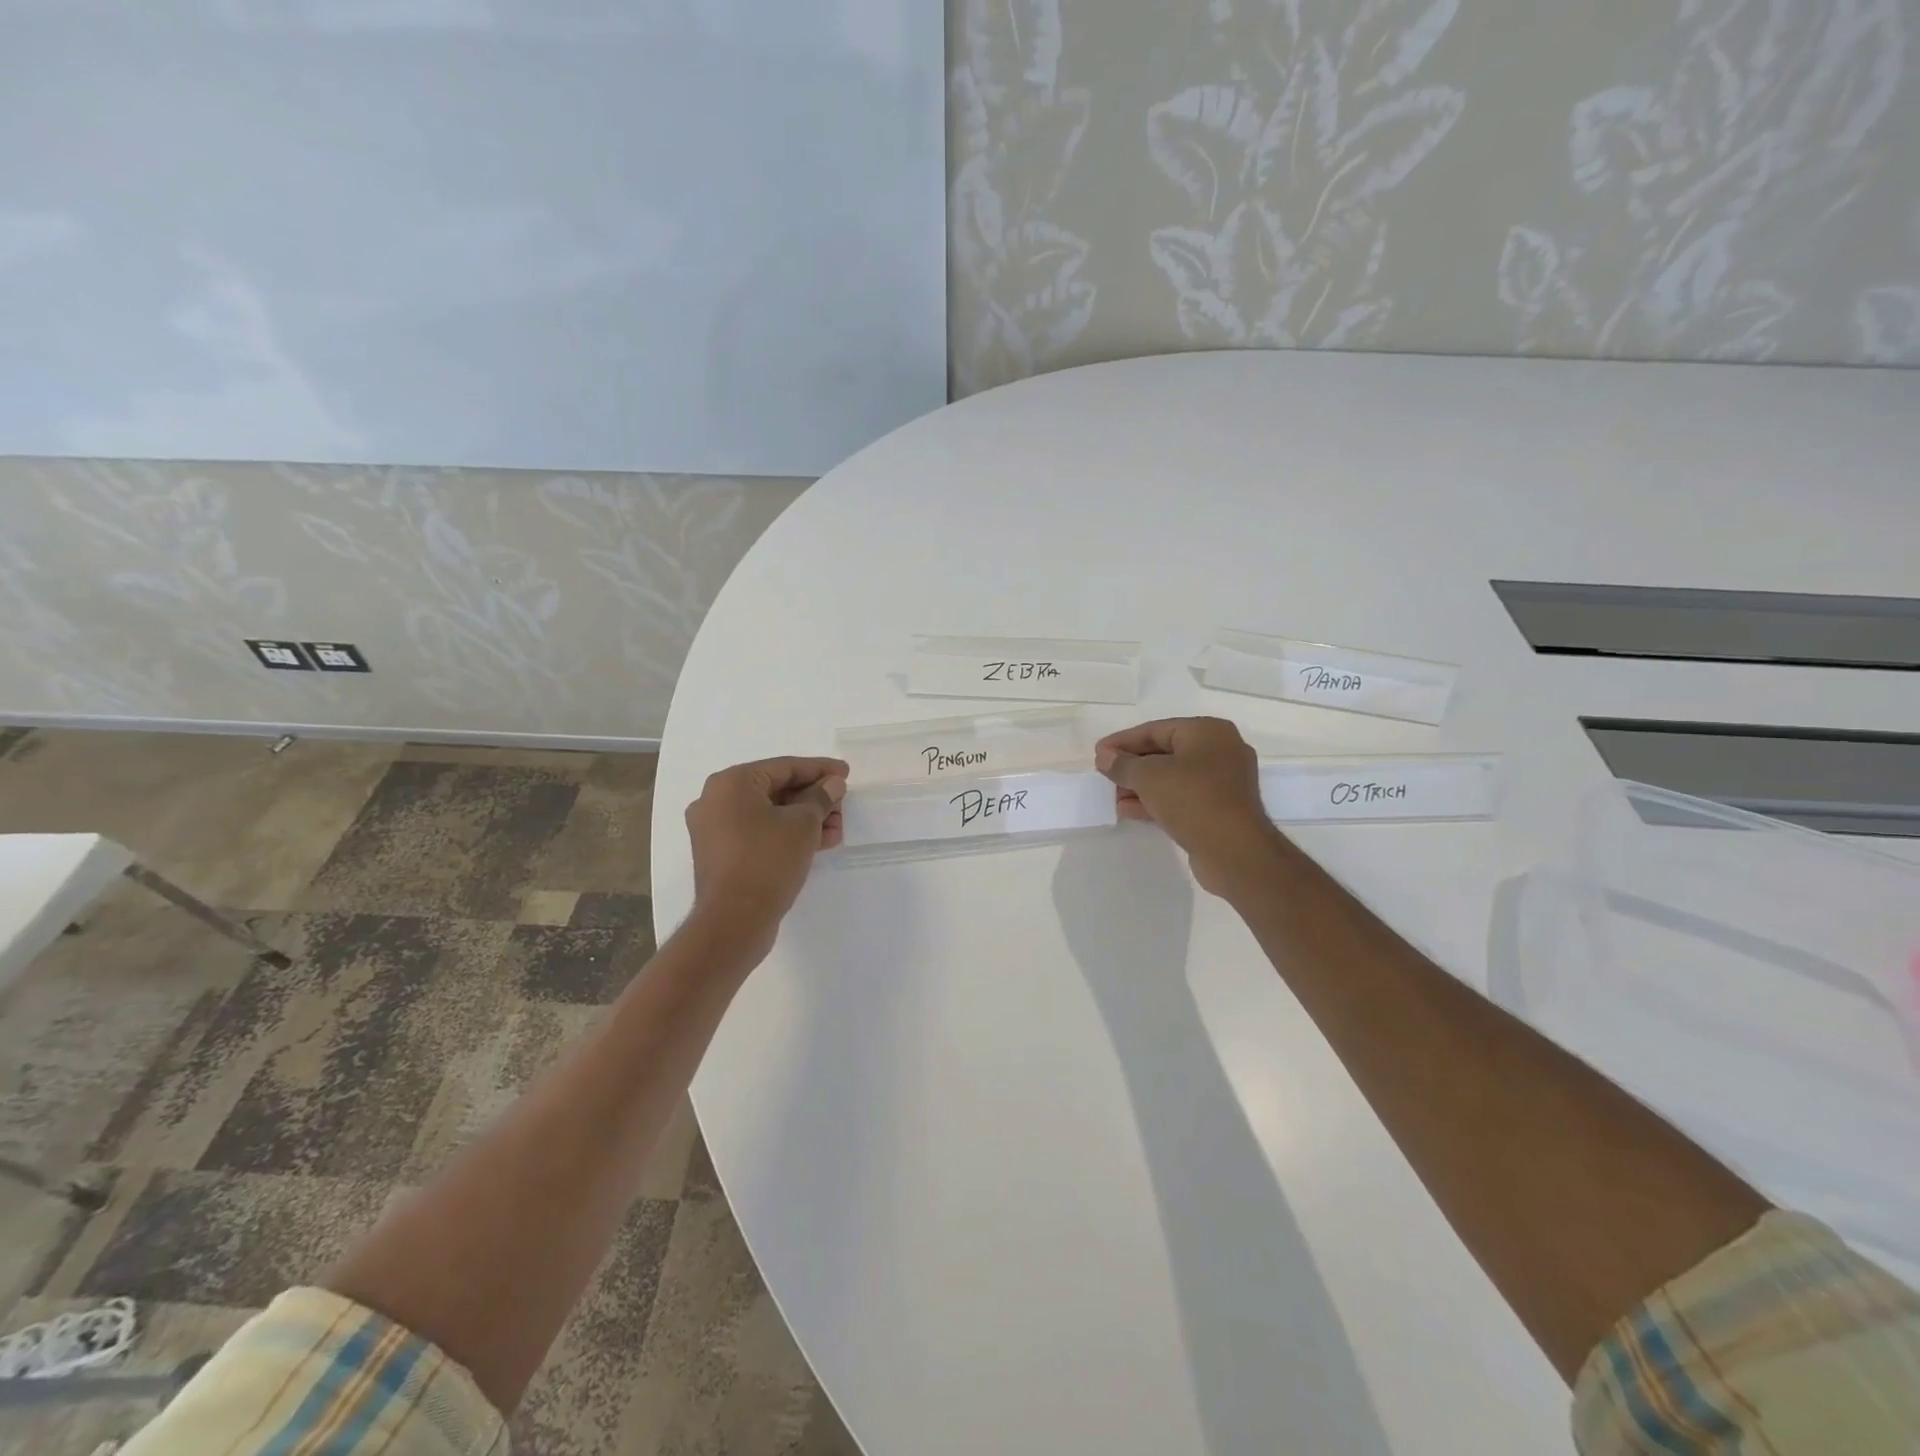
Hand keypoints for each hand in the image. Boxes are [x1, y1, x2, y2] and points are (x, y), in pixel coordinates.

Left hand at [685, 756, 847, 956]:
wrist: (733, 921)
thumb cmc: (767, 860)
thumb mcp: (803, 824)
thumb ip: (820, 798)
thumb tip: (832, 785)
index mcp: (731, 783)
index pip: (784, 767)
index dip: (819, 769)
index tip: (846, 774)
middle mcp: (716, 801)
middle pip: (776, 790)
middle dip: (814, 798)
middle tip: (843, 806)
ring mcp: (715, 830)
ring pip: (769, 814)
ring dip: (804, 819)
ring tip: (836, 829)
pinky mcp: (722, 856)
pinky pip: (759, 834)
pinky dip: (787, 835)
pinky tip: (819, 843)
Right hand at [1094, 718, 1285, 896]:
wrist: (1235, 852)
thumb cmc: (1192, 800)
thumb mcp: (1149, 777)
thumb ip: (1122, 764)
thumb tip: (1104, 756)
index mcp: (1208, 732)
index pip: (1156, 729)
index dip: (1123, 741)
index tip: (1098, 753)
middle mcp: (1219, 751)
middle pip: (1164, 752)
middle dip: (1132, 765)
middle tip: (1104, 774)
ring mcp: (1222, 782)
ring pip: (1172, 777)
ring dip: (1140, 785)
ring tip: (1112, 795)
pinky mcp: (1219, 809)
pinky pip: (1181, 797)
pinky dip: (1156, 801)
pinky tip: (1128, 809)